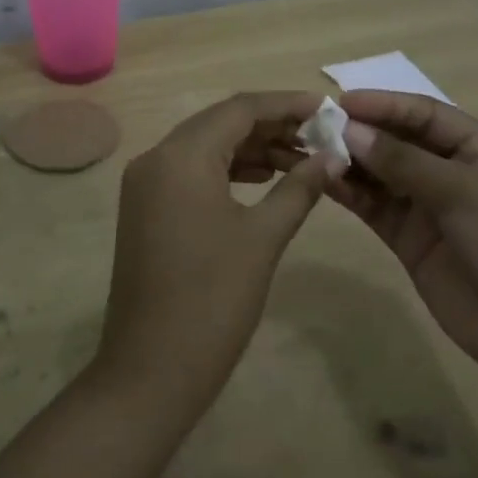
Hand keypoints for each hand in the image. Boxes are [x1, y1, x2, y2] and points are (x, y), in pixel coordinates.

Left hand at [96, 92, 340, 420]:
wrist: (149, 373)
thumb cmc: (212, 301)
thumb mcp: (263, 238)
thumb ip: (299, 187)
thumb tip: (332, 156)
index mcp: (181, 155)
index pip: (240, 108)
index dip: (286, 104)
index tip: (327, 108)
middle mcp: (156, 157)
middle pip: (221, 122)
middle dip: (271, 125)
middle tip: (319, 136)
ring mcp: (146, 183)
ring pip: (206, 147)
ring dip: (251, 148)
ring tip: (301, 159)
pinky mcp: (145, 208)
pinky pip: (191, 172)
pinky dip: (228, 170)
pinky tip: (263, 180)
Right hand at [324, 91, 477, 393]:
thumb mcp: (463, 191)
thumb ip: (403, 160)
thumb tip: (349, 130)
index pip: (425, 114)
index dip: (384, 104)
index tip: (341, 101)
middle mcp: (453, 172)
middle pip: (400, 141)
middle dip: (362, 132)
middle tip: (316, 126)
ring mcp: (431, 208)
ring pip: (383, 174)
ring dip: (351, 162)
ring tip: (312, 152)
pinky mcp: (412, 242)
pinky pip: (377, 208)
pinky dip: (352, 194)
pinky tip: (325, 182)